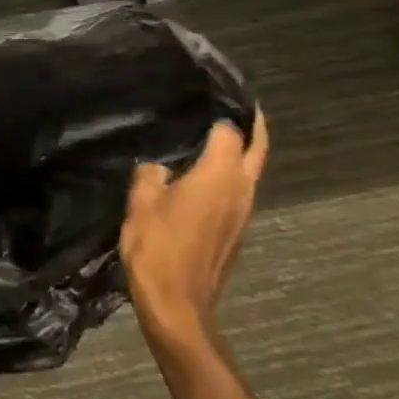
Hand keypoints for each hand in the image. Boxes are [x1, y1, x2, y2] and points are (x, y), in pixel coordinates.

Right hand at [120, 111, 269, 352]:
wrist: (177, 303)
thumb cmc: (157, 247)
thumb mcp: (141, 203)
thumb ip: (150, 175)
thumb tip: (159, 167)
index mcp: (219, 175)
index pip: (229, 131)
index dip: (219, 112)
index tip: (208, 94)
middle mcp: (240, 189)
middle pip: (257, 148)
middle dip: (252, 125)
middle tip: (237, 104)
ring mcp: (243, 212)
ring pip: (250, 171)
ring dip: (241, 151)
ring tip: (213, 134)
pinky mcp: (235, 230)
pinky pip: (238, 191)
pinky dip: (228, 174)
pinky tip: (202, 173)